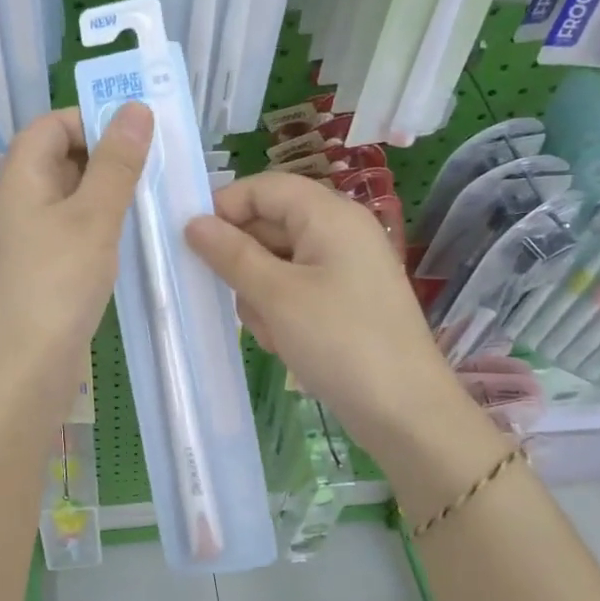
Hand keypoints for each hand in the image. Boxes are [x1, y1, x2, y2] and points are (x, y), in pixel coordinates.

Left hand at [0, 103, 152, 413]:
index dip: (92, 120)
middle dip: (107, 157)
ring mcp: (29, 239)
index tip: (138, 137)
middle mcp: (19, 202)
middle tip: (157, 168)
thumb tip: (134, 108)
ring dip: (109, 194)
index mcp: (21, 178)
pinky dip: (101, 227)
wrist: (22, 371)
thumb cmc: (56, 284)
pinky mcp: (42, 271)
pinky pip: (73, 232)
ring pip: (71, 198)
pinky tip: (131, 241)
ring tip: (153, 201)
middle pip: (61, 159)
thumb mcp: (94, 216)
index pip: (51, 125)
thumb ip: (116, 163)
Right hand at [186, 172, 494, 479]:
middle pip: (270, 223)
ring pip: (277, 261)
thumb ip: (231, 254)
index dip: (225, 208)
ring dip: (261, 294)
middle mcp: (340, 231)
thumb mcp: (276, 296)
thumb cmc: (339, 343)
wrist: (406, 413)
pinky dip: (282, 311)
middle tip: (236, 299)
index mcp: (329, 214)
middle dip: (244, 261)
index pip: (263, 187)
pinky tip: (287, 344)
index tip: (196, 246)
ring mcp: (345, 267)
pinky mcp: (346, 299)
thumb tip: (193, 222)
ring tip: (273, 332)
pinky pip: (296, 288)